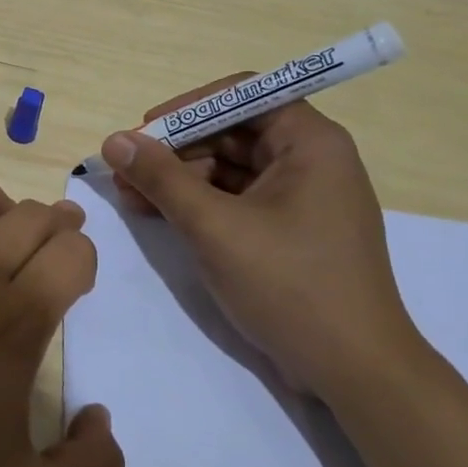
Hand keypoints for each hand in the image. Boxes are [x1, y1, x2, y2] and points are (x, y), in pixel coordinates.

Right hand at [102, 85, 423, 400]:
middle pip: (232, 132)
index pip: (243, 95)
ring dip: (179, 179)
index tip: (145, 130)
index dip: (189, 107)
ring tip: (130, 197)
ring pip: (229, 168)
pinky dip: (198, 204)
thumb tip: (114, 141)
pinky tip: (158, 215)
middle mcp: (310, 160)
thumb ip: (161, 179)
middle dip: (175, 149)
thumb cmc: (289, 285)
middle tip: (125, 170)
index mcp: (310, 143)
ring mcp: (301, 198)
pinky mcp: (290, 231)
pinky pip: (237, 200)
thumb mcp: (214, 227)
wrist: (353, 371)